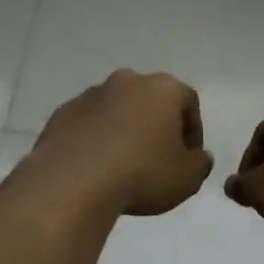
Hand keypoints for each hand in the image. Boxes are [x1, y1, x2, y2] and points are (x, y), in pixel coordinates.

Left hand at [30, 70, 213, 215]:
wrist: (74, 182)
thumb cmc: (143, 174)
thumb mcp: (188, 178)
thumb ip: (201, 163)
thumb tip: (197, 156)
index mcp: (163, 89)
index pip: (189, 102)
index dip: (193, 132)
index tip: (188, 159)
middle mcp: (127, 81)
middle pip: (151, 101)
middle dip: (158, 126)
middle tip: (158, 159)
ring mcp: (90, 95)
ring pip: (117, 110)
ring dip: (125, 130)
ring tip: (124, 165)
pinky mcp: (62, 113)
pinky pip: (89, 124)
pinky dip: (96, 139)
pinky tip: (96, 166)